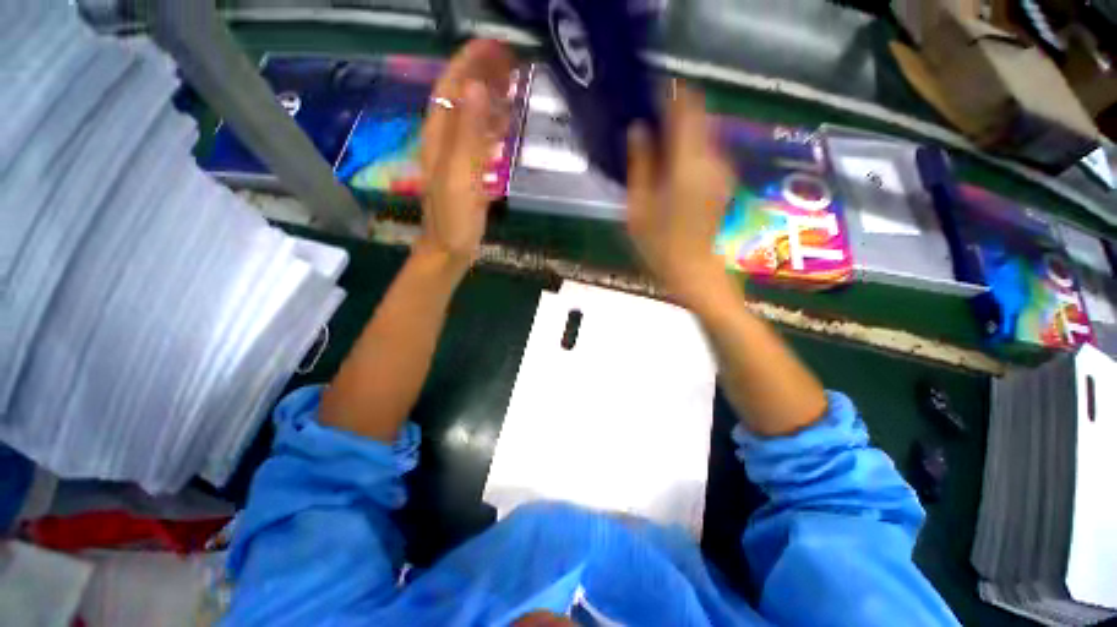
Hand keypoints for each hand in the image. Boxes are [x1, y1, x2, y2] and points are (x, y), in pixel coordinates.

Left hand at [417, 40, 516, 269]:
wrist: (450, 248)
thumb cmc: (453, 217)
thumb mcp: (459, 175)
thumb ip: (467, 133)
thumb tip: (476, 87)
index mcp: (439, 136)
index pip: (450, 86)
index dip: (469, 62)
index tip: (494, 46)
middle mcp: (446, 140)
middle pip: (462, 98)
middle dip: (483, 75)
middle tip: (512, 63)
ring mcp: (458, 157)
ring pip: (474, 118)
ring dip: (492, 98)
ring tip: (515, 85)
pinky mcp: (470, 173)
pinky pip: (482, 141)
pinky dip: (495, 127)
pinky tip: (509, 125)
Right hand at [625, 83, 736, 306]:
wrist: (693, 271)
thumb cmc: (659, 245)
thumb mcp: (638, 207)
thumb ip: (640, 165)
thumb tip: (638, 129)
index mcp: (688, 163)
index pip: (686, 108)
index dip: (669, 94)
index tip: (649, 93)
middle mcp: (711, 159)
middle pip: (698, 116)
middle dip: (674, 112)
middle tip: (646, 122)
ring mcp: (721, 170)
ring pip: (703, 133)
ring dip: (681, 131)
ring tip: (655, 143)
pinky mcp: (723, 181)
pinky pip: (706, 151)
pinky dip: (689, 148)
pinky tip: (670, 165)